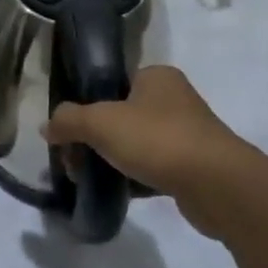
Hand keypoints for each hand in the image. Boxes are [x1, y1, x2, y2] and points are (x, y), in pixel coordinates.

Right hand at [44, 65, 267, 237]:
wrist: (218, 186)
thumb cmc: (158, 140)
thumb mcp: (100, 122)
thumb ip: (68, 120)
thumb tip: (48, 127)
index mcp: (156, 76)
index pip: (111, 83)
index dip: (85, 105)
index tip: (68, 131)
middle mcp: (174, 99)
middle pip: (120, 115)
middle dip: (94, 138)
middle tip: (75, 160)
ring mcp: (187, 133)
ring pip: (136, 143)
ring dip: (113, 159)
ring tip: (91, 178)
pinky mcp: (195, 166)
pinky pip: (154, 167)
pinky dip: (134, 177)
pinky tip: (118, 191)